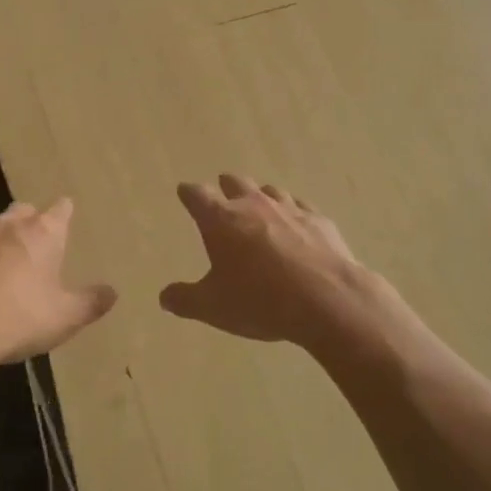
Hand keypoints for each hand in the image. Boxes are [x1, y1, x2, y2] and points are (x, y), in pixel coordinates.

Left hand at [0, 199, 117, 380]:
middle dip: (28, 223)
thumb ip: (91, 302)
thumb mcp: (65, 317)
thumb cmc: (20, 318)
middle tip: (30, 248)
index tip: (65, 223)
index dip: (64, 215)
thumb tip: (113, 291)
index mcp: (44, 233)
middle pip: (23, 210)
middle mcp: (9, 223)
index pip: (62, 208)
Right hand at [160, 175, 377, 350]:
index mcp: (221, 220)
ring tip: (260, 207)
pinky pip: (301, 207)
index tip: (185, 192)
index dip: (189, 193)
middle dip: (226, 187)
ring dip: (261, 197)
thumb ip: (185, 300)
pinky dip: (293, 213)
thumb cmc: (260, 301)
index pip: (197, 195)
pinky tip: (297, 225)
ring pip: (270, 190)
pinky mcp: (319, 220)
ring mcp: (290, 208)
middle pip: (236, 183)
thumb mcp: (213, 307)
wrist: (326, 299)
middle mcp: (254, 205)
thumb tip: (164, 297)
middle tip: (222, 193)